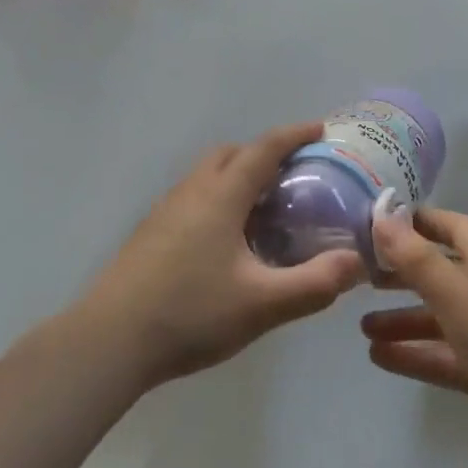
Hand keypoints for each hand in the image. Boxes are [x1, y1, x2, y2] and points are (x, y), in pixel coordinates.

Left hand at [81, 121, 364, 389]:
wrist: (111, 338)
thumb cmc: (191, 313)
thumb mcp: (262, 304)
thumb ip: (314, 283)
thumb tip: (356, 262)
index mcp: (221, 194)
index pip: (265, 148)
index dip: (295, 134)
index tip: (321, 128)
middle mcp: (193, 189)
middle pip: (233, 153)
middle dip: (265, 153)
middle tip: (294, 176)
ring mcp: (167, 208)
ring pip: (209, 173)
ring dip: (238, 175)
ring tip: (264, 209)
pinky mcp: (152, 230)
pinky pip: (194, 195)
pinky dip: (219, 197)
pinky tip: (226, 239)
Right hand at [362, 208, 467, 467]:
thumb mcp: (462, 301)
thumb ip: (419, 261)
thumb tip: (381, 216)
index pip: (453, 227)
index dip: (419, 220)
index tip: (378, 221)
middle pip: (443, 271)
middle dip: (404, 271)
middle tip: (360, 273)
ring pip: (442, 319)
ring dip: (404, 319)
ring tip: (361, 326)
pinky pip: (449, 358)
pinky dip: (418, 355)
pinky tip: (381, 359)